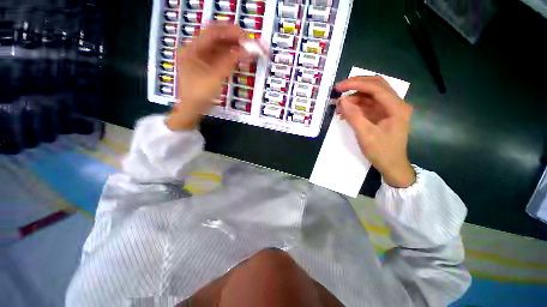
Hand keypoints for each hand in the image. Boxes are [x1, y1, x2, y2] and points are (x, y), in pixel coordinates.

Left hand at [166, 23, 247, 130]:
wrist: (193, 108)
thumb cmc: (199, 94)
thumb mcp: (215, 78)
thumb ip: (229, 62)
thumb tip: (245, 51)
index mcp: (192, 49)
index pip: (212, 33)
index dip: (230, 32)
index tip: (245, 35)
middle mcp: (195, 50)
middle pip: (216, 39)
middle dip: (233, 39)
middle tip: (248, 42)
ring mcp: (201, 59)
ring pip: (219, 48)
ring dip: (233, 48)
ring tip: (247, 50)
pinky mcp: (207, 66)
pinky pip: (220, 58)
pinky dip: (230, 58)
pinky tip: (239, 58)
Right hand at [335, 76, 414, 187]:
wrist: (392, 165)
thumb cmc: (381, 152)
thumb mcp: (365, 135)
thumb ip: (353, 116)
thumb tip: (341, 101)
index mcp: (396, 107)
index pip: (376, 87)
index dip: (356, 84)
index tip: (339, 87)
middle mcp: (395, 104)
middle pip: (375, 86)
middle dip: (356, 85)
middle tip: (339, 89)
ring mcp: (389, 109)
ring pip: (370, 95)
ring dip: (354, 98)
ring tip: (339, 106)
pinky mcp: (382, 115)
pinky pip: (368, 105)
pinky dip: (356, 106)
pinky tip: (345, 112)